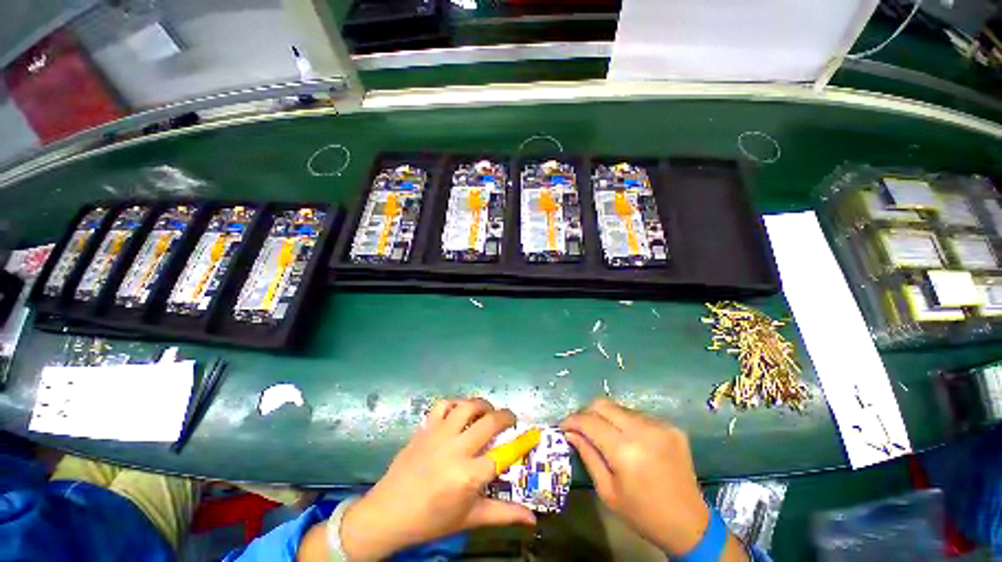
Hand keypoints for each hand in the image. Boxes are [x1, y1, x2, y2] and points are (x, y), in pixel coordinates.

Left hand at [339, 398, 535, 559]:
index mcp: (468, 476)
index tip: (533, 434)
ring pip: (468, 406)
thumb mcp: (469, 519)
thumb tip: (533, 518)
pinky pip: (444, 404)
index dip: (522, 443)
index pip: (504, 454)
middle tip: (511, 420)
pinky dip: (456, 403)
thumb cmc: (431, 520)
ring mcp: (439, 434)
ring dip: (483, 404)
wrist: (388, 513)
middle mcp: (456, 449)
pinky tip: (460, 412)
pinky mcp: (425, 427)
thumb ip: (503, 514)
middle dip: (506, 416)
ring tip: (488, 411)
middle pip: (489, 422)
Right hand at [562, 399, 738, 557]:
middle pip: (603, 404)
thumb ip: (587, 455)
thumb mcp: (607, 492)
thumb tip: (570, 432)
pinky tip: (628, 440)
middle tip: (580, 427)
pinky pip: (637, 415)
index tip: (563, 426)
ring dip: (606, 417)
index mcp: (625, 451)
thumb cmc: (643, 514)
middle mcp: (643, 431)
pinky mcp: (670, 426)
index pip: (589, 421)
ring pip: (619, 408)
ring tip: (604, 434)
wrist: (690, 525)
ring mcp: (659, 426)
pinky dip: (625, 423)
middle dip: (587, 413)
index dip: (572, 420)